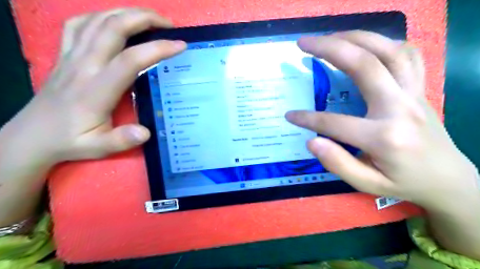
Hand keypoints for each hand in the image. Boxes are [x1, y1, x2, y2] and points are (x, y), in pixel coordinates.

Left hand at [12, 8, 185, 163]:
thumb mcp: (98, 148)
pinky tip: (114, 21)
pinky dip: (100, 16)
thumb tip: (145, 132)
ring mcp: (71, 56)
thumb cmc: (70, 141)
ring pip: (97, 20)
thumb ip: (121, 140)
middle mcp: (83, 66)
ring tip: (149, 19)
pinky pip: (79, 24)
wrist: (32, 136)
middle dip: (144, 19)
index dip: (157, 49)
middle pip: (113, 28)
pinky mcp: (64, 54)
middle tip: (168, 24)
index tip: (180, 45)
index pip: (130, 60)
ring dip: (126, 13)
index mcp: (96, 89)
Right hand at [286, 30, 477, 211]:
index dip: (307, 119)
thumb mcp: (368, 184)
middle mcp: (400, 107)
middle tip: (303, 43)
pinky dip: (382, 42)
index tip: (290, 116)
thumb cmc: (404, 182)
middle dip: (328, 49)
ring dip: (354, 38)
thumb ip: (338, 164)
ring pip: (387, 50)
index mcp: (385, 137)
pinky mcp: (420, 88)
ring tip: (328, 37)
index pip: (334, 123)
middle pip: (364, 65)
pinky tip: (363, 44)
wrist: (448, 179)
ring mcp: (414, 93)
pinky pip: (406, 54)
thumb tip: (312, 141)